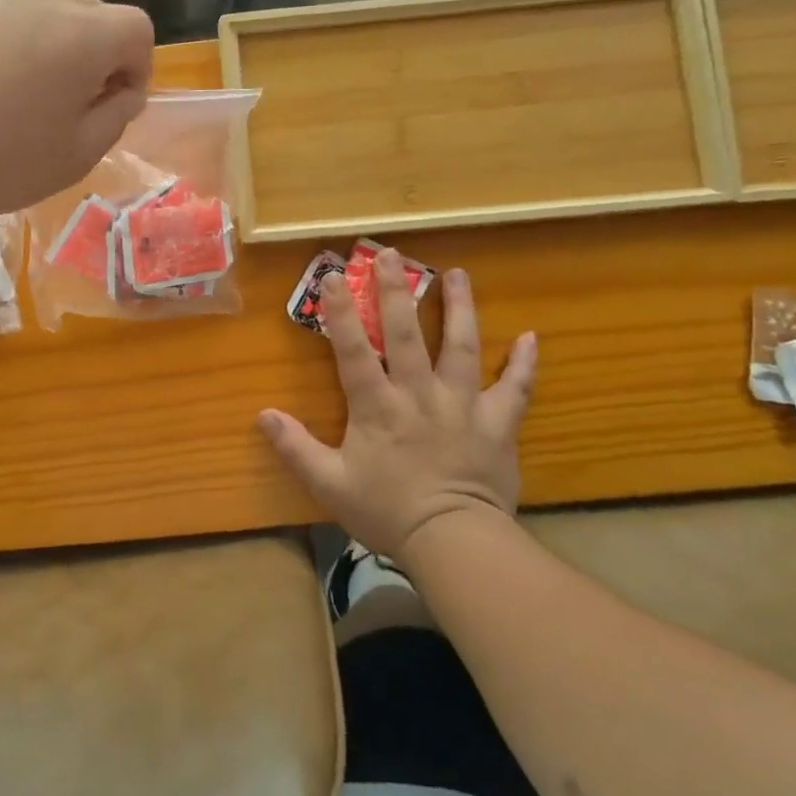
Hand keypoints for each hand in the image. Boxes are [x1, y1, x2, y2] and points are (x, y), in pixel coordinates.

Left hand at [0, 0, 153, 216]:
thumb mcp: (77, 155)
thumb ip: (116, 117)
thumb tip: (124, 91)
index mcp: (83, 34)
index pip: (138, 29)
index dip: (139, 68)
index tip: (115, 106)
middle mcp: (42, 1)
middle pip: (94, 14)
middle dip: (99, 55)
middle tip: (74, 105)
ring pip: (47, 15)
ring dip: (54, 50)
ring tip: (26, 100)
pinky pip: (4, 23)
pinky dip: (12, 48)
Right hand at [259, 254, 536, 566]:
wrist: (453, 541)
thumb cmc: (386, 511)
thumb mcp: (329, 484)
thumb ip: (295, 448)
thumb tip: (263, 415)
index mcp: (378, 406)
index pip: (354, 349)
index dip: (341, 312)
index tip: (333, 277)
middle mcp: (420, 394)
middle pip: (408, 333)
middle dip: (397, 291)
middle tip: (393, 254)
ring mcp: (463, 405)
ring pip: (462, 347)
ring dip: (459, 308)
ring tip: (457, 274)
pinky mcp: (497, 423)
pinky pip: (515, 388)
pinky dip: (524, 363)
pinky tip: (532, 337)